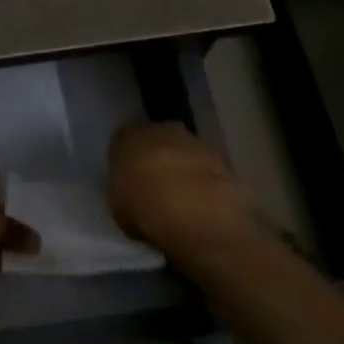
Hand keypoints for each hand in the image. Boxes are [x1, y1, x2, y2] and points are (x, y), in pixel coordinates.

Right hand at [106, 123, 257, 254]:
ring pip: (187, 153)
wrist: (196, 214)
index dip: (128, 159)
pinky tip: (207, 207)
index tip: (131, 179)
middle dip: (160, 159)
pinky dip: (209, 184)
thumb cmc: (143, 208)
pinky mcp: (225, 161)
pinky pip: (210, 171)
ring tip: (186, 201)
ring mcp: (197, 143)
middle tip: (158, 187)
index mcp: (129, 136)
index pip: (124, 139)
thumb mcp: (118, 206)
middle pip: (159, 140)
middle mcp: (162, 129)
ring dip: (187, 170)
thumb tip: (134, 192)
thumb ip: (125, 190)